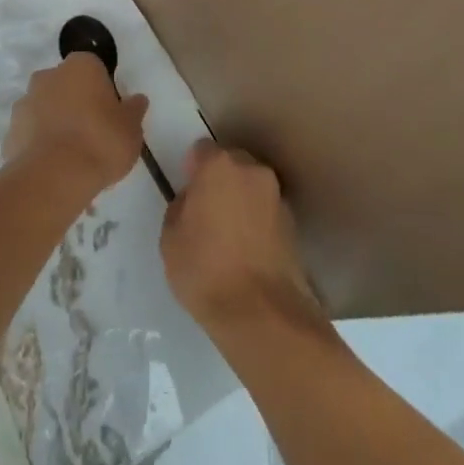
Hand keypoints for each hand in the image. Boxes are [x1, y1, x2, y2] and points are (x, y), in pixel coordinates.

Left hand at [2, 53, 149, 202]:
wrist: (54, 177)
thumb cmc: (101, 142)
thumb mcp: (132, 129)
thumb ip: (134, 110)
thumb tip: (137, 99)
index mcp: (81, 66)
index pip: (94, 68)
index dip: (102, 90)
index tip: (110, 113)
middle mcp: (49, 75)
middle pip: (66, 85)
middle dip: (76, 103)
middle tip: (93, 133)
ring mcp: (25, 102)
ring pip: (45, 108)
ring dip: (56, 123)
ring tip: (72, 156)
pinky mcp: (10, 132)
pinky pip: (30, 133)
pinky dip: (40, 145)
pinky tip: (54, 168)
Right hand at [161, 142, 325, 339]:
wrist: (262, 314)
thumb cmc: (205, 270)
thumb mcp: (170, 239)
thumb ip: (180, 207)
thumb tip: (193, 202)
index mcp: (218, 166)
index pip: (201, 150)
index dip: (192, 169)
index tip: (188, 194)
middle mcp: (252, 170)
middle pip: (231, 163)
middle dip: (220, 180)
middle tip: (207, 213)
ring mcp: (276, 196)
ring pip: (252, 186)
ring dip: (241, 199)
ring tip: (229, 236)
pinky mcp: (293, 224)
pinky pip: (266, 210)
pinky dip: (257, 221)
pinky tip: (248, 251)